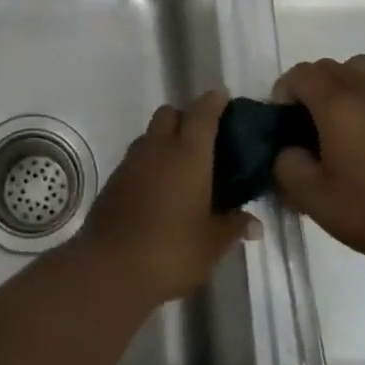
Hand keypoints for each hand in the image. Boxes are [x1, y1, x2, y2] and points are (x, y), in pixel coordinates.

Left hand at [78, 90, 259, 306]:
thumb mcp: (212, 244)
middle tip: (204, 141)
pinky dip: (150, 162)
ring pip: (151, 134)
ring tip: (183, 167)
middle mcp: (158, 147)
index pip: (202, 113)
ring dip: (166, 140)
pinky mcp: (114, 179)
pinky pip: (137, 157)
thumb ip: (233, 226)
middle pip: (170, 113)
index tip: (223, 98)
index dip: (214, 102)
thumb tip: (254, 223)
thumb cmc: (171, 250)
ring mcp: (132, 161)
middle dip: (186, 118)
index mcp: (188, 154)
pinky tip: (160, 189)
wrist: (111, 267)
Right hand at [273, 56, 364, 271]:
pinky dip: (361, 94)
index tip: (283, 123)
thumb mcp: (316, 201)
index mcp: (338, 105)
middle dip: (307, 87)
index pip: (300, 74)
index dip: (283, 92)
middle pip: (325, 67)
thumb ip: (287, 167)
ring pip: (353, 68)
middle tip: (304, 125)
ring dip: (336, 84)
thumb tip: (286, 149)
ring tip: (335, 121)